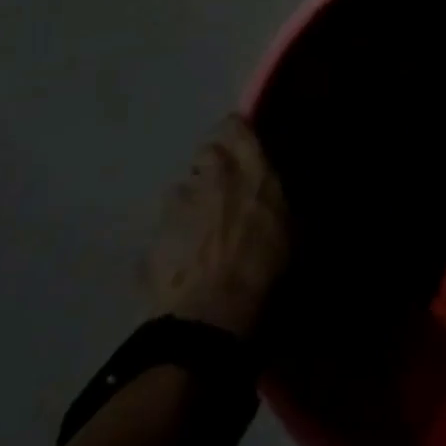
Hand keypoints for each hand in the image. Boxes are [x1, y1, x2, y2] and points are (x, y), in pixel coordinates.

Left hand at [143, 116, 291, 340]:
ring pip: (180, 192)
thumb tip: (284, 192)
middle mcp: (210, 178)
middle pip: (205, 153)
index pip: (234, 126)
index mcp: (249, 168)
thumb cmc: (267, 266)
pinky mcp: (149, 246)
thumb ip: (283, 199)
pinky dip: (172, 244)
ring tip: (202, 229)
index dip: (237, 133)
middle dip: (213, 166)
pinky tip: (183, 265)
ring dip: (190, 203)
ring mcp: (175, 211)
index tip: (245, 145)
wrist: (212, 318)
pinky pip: (163, 235)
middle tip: (227, 187)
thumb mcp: (295, 228)